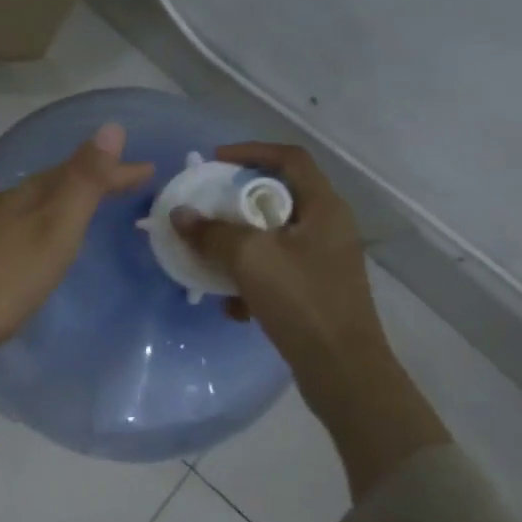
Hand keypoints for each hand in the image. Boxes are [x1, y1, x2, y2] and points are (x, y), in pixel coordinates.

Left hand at [0, 124, 153, 397]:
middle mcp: (1, 208)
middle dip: (90, 183)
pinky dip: (38, 231)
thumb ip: (81, 183)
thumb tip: (110, 126)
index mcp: (25, 198)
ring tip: (84, 212)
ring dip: (62, 205)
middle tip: (126, 187)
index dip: (113, 171)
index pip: (77, 172)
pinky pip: (15, 233)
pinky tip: (33, 250)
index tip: (149, 170)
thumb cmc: (0, 279)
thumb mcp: (51, 230)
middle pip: (52, 186)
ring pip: (31, 209)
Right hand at [173, 143, 450, 495]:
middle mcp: (328, 228)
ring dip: (237, 246)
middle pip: (276, 198)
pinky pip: (275, 272)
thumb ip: (212, 233)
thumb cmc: (301, 300)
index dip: (251, 151)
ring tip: (209, 259)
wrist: (342, 369)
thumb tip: (180, 215)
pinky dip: (250, 281)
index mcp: (323, 208)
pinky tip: (233, 307)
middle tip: (204, 209)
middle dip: (235, 205)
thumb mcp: (250, 258)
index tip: (215, 161)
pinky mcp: (315, 292)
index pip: (289, 159)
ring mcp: (323, 262)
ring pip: (272, 238)